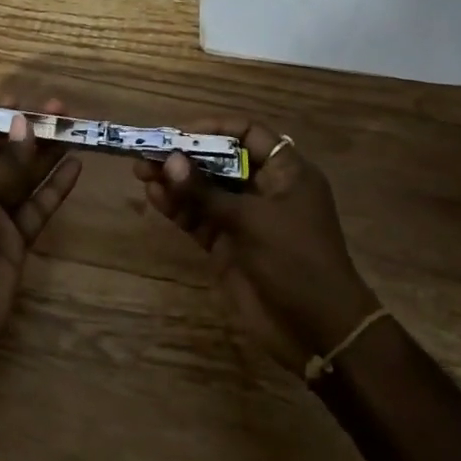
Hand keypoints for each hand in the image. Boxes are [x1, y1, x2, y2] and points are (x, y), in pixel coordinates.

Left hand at [0, 103, 83, 369]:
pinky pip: (37, 206)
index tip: (18, 99)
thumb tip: (25, 125)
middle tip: (59, 108)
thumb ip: (1, 164)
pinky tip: (75, 167)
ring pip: (22, 177)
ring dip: (45, 153)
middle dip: (25, 130)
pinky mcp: (14, 240)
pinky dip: (55, 188)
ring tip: (73, 128)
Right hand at [131, 117, 378, 373]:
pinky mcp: (228, 246)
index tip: (181, 132)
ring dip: (175, 181)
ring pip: (205, 190)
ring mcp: (245, 219)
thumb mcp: (251, 221)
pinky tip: (155, 197)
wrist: (319, 332)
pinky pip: (199, 218)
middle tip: (149, 151)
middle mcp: (264, 190)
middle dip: (185, 156)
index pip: (249, 134)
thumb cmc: (296, 261)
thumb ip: (206, 192)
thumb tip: (170, 161)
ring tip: (141, 172)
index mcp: (286, 173)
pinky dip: (178, 207)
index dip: (215, 128)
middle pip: (220, 160)